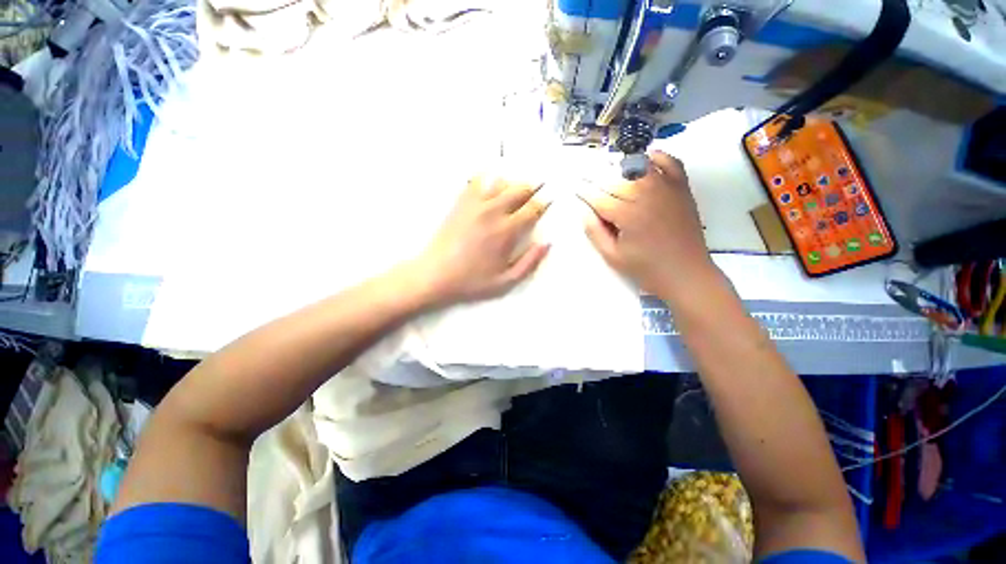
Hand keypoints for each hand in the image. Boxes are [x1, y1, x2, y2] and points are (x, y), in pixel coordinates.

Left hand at [412, 177, 549, 305]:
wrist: (435, 275)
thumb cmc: (472, 281)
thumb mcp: (506, 281)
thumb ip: (530, 262)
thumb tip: (547, 243)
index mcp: (507, 230)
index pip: (532, 208)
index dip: (543, 204)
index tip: (547, 202)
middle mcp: (493, 211)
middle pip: (519, 189)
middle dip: (531, 190)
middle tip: (534, 195)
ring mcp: (474, 204)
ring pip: (500, 182)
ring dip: (511, 185)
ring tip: (514, 193)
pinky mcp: (460, 203)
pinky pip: (476, 181)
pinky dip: (487, 180)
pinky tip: (490, 186)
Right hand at [582, 150, 716, 297]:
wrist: (686, 273)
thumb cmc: (646, 268)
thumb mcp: (612, 256)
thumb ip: (595, 232)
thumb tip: (584, 211)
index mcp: (627, 214)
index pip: (598, 197)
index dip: (584, 192)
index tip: (574, 186)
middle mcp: (646, 194)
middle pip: (615, 179)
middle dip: (597, 178)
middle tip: (586, 178)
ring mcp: (666, 188)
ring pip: (638, 166)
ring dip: (620, 168)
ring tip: (608, 171)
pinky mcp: (681, 188)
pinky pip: (669, 163)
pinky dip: (657, 158)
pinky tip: (646, 160)